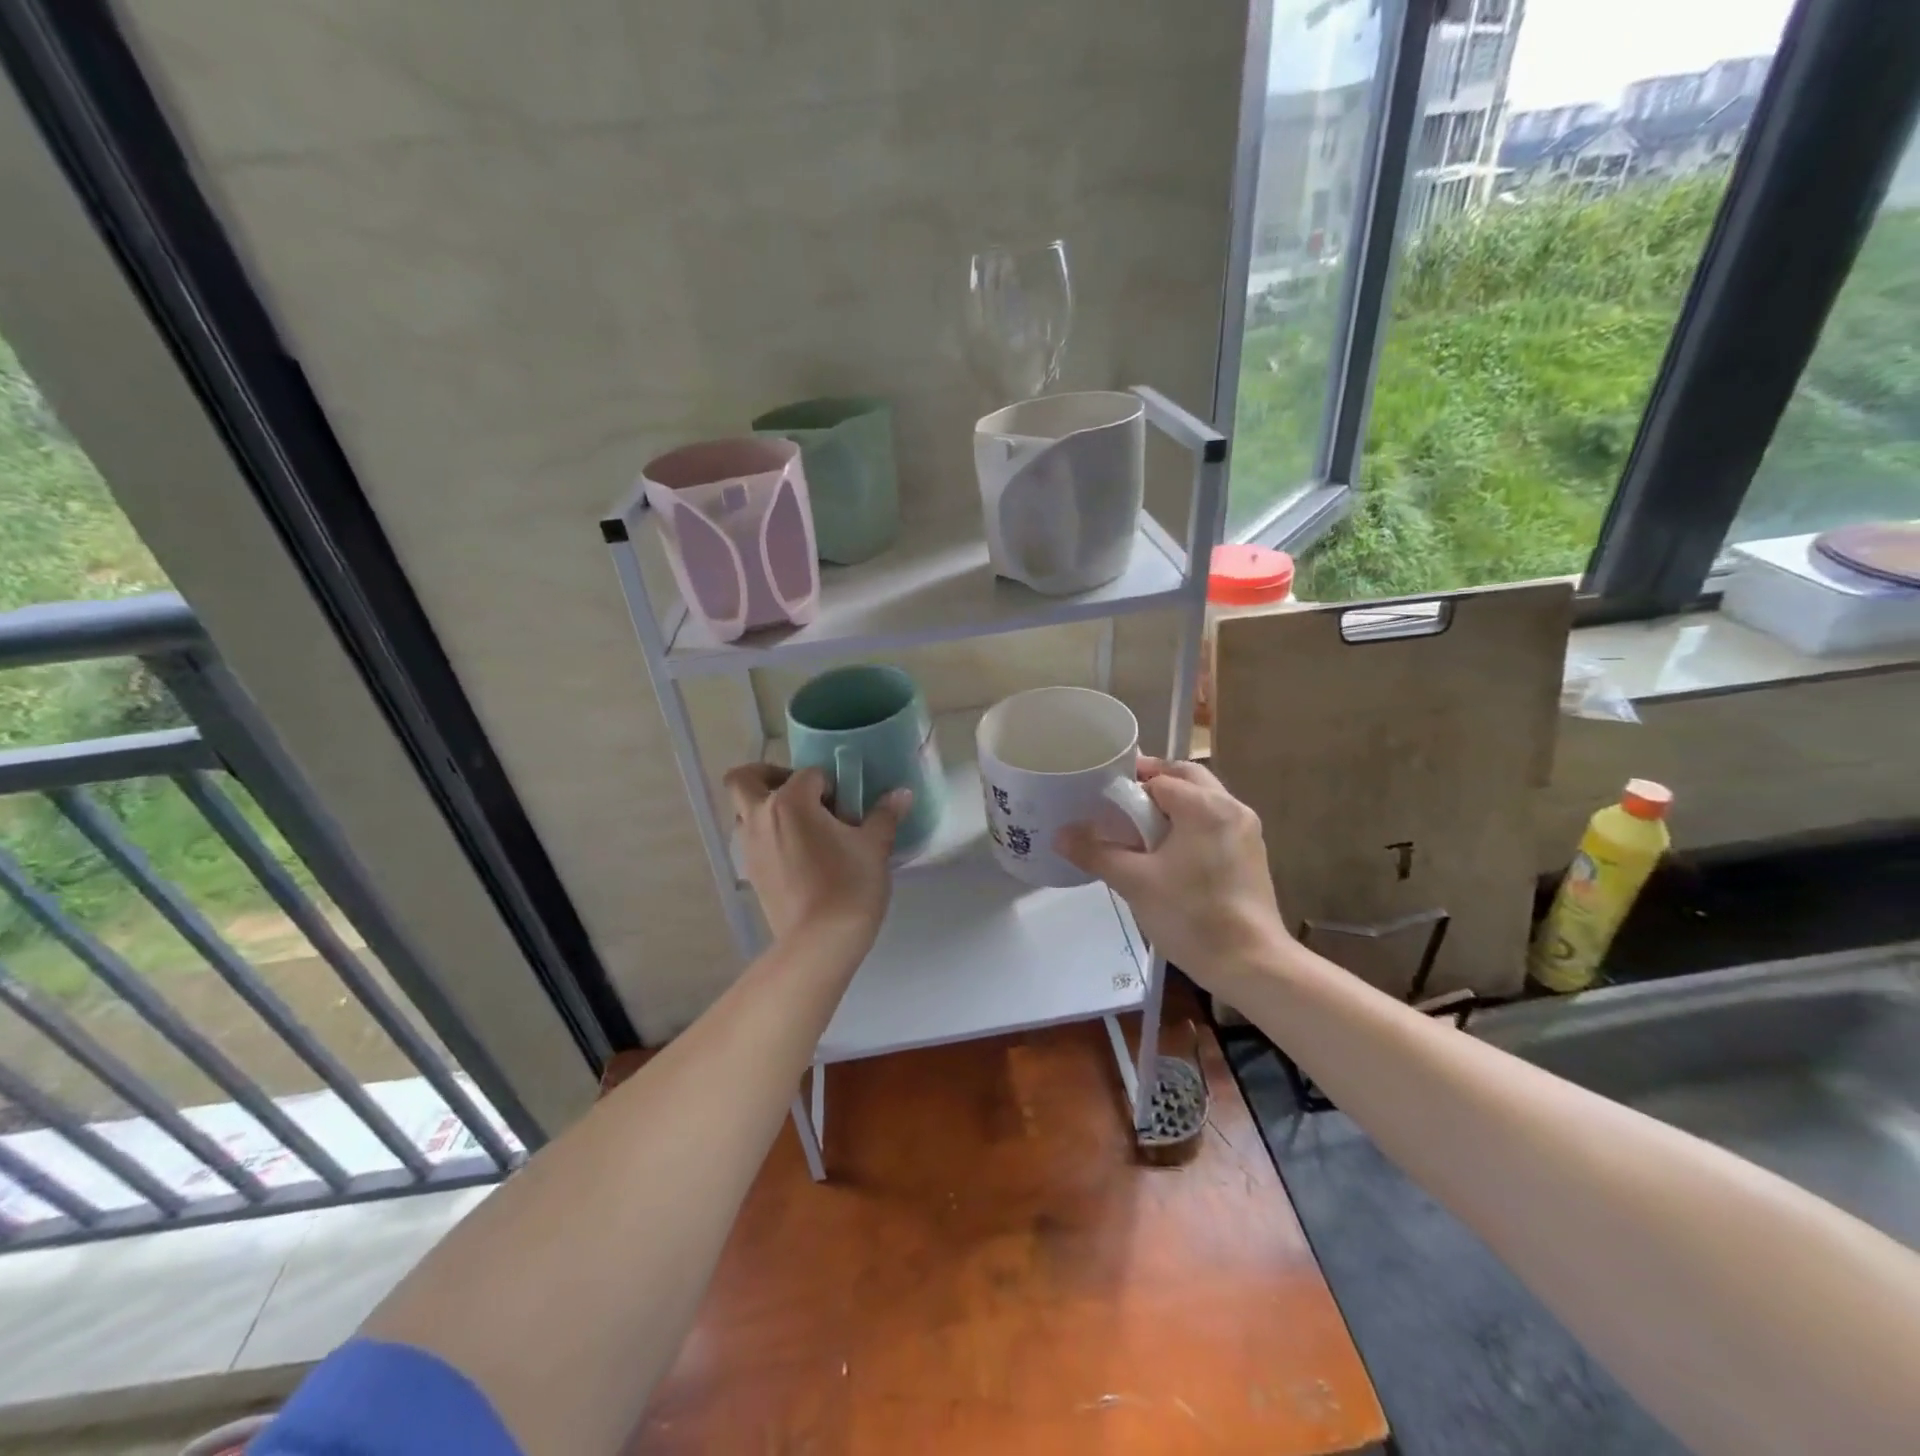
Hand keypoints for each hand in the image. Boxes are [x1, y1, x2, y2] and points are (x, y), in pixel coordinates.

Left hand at [723, 764, 907, 946]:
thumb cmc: (849, 885)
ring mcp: (749, 846)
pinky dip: (768, 837)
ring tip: (802, 827)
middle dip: (768, 776)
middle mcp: (760, 816)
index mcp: (790, 801)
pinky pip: (751, 840)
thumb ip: (884, 815)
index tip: (849, 808)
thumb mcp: (874, 846)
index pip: (810, 775)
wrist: (820, 942)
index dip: (833, 786)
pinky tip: (799, 855)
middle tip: (802, 793)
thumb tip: (902, 794)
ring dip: (765, 808)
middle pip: (745, 779)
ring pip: (743, 812)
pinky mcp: (750, 873)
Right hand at [1055, 758, 1288, 986]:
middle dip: (1153, 784)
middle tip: (1121, 804)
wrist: (1251, 964)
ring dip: (1173, 805)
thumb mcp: (1135, 882)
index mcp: (1204, 806)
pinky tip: (1168, 853)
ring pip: (1203, 800)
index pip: (1159, 777)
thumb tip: (1060, 835)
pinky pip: (1215, 823)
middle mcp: (1231, 808)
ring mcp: (1246, 831)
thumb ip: (1096, 852)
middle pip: (1186, 778)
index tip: (1101, 799)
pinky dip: (1190, 824)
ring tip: (1140, 829)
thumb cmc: (1191, 916)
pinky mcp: (1251, 855)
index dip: (1128, 785)